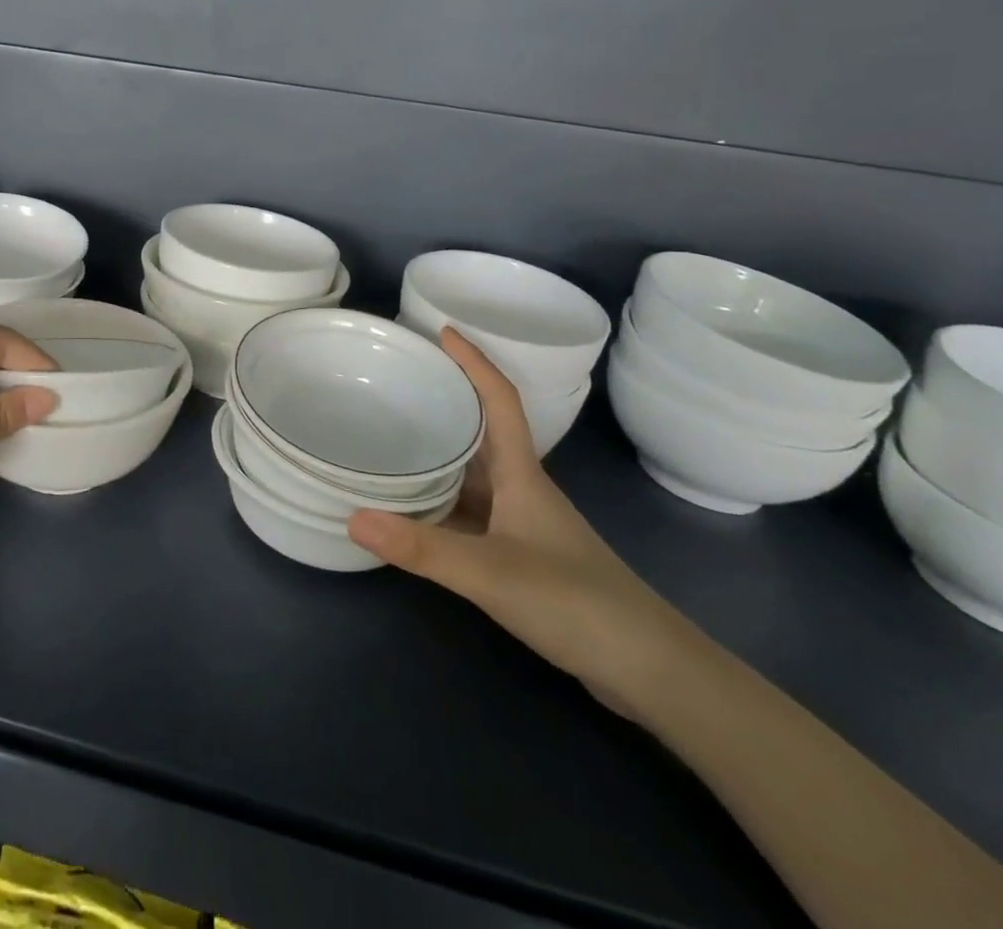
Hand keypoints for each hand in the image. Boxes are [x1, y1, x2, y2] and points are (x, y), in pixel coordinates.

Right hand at [347, 328, 702, 717]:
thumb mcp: (492, 573)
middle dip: (447, 399)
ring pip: (473, 474)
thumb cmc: (576, 603)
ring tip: (390, 435)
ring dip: (439, 452)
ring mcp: (523, 524)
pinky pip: (470, 511)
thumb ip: (423, 548)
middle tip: (400, 380)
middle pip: (482, 430)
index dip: (474, 362)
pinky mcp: (521, 556)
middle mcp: (521, 489)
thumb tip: (352, 516)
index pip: (501, 401)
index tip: (443, 331)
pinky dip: (440, 502)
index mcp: (521, 475)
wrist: (650, 670)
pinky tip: (412, 510)